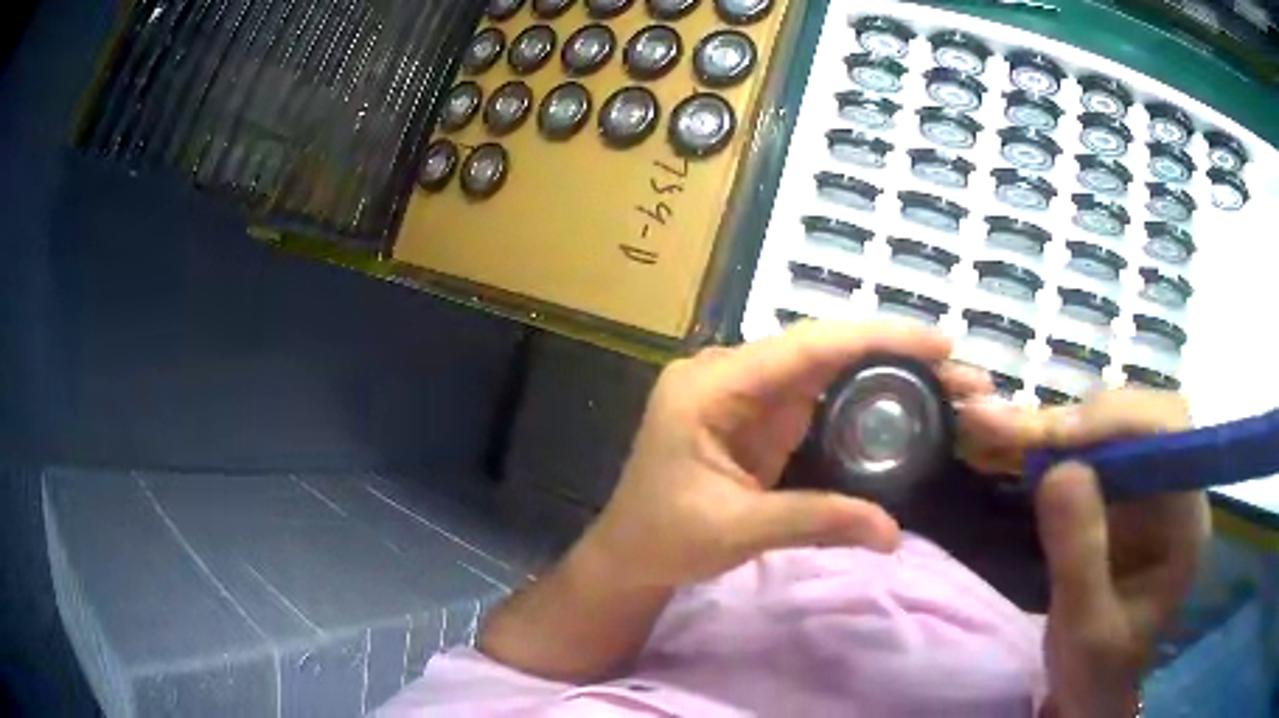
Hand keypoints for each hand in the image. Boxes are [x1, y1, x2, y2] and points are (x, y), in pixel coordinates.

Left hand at [583, 321, 992, 590]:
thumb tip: (893, 533)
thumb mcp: (738, 529)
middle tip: (958, 368)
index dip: (877, 338)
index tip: (938, 342)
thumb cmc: (663, 538)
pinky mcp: (759, 417)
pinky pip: (818, 397)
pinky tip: (903, 401)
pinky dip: (863, 398)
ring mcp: (746, 394)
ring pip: (827, 369)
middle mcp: (730, 373)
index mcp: (711, 385)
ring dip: (886, 372)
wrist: (628, 555)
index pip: (807, 346)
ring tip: (945, 383)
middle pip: (824, 350)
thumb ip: (817, 522)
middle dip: (895, 354)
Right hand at [961, 390, 1211, 716]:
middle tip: (1015, 429)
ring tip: (1005, 429)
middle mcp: (1175, 487)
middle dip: (1080, 420)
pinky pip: (1093, 450)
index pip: (1168, 434)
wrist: (1096, 688)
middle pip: (1139, 417)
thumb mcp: (1086, 631)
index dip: (1116, 421)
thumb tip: (1058, 469)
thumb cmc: (1099, 671)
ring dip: (1061, 427)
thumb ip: (1080, 558)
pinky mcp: (1124, 495)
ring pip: (1113, 427)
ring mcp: (1149, 488)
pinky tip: (1022, 444)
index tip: (1056, 436)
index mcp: (1186, 520)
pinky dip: (1055, 445)